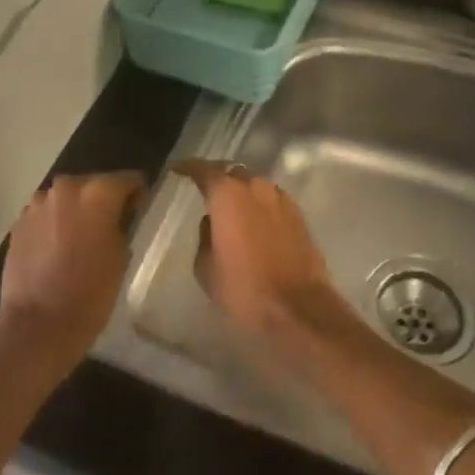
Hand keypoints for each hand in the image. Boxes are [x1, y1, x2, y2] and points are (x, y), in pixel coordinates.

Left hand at [0, 171, 145, 374]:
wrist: (38, 327)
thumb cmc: (90, 293)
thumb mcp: (120, 256)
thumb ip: (120, 224)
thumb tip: (118, 215)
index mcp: (97, 193)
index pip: (127, 179)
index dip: (137, 192)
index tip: (140, 207)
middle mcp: (66, 188)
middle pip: (92, 184)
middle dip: (103, 199)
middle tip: (112, 223)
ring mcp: (37, 204)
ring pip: (66, 198)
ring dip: (75, 210)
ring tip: (81, 237)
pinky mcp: (19, 223)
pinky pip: (45, 215)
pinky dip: (54, 223)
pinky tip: (58, 248)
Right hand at [170, 160, 343, 344]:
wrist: (298, 307)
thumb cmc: (244, 288)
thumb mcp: (206, 268)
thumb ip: (204, 236)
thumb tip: (212, 223)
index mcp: (228, 195)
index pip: (203, 170)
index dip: (188, 168)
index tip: (176, 169)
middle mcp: (255, 187)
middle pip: (232, 174)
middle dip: (217, 180)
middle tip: (205, 192)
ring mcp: (280, 198)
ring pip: (254, 187)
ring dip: (241, 194)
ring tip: (231, 211)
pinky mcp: (298, 214)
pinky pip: (271, 201)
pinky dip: (259, 206)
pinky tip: (254, 224)